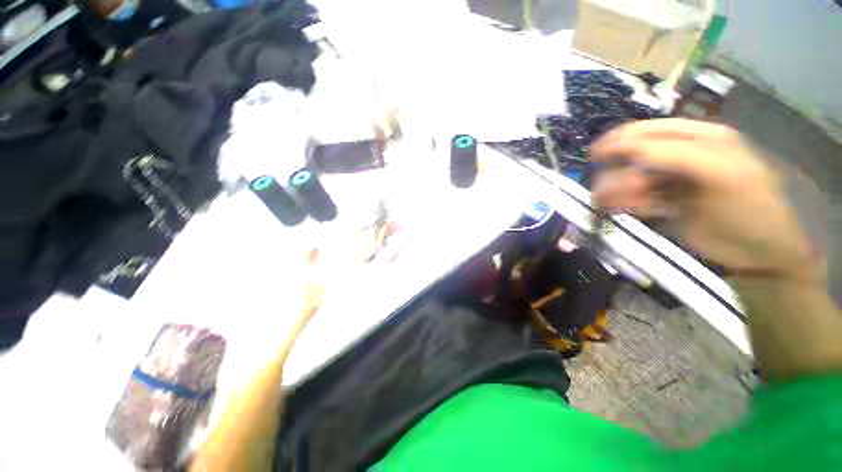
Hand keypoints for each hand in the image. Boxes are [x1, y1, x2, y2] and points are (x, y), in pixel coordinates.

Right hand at [590, 119, 816, 283]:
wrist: (758, 251)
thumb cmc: (746, 207)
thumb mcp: (718, 173)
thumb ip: (674, 155)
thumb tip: (626, 150)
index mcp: (698, 138)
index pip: (649, 131)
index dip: (619, 140)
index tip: (593, 156)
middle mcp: (681, 156)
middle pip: (634, 157)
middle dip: (619, 173)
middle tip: (608, 192)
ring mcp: (671, 181)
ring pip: (631, 179)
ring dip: (620, 191)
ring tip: (616, 205)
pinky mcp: (664, 203)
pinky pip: (636, 199)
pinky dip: (628, 204)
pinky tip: (632, 211)